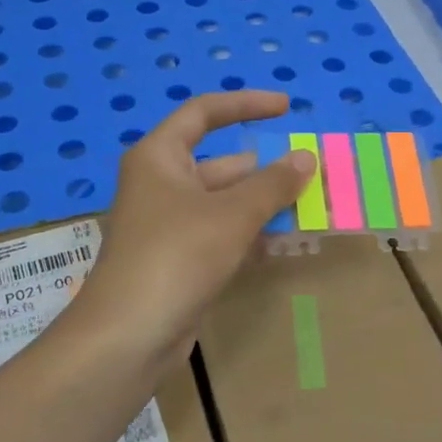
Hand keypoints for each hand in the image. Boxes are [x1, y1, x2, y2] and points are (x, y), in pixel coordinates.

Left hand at [75, 91, 314, 357]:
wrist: (129, 336)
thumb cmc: (177, 256)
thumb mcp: (232, 214)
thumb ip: (273, 183)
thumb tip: (306, 157)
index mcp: (160, 157)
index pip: (204, 113)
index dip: (246, 104)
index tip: (287, 108)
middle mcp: (161, 184)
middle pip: (221, 164)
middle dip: (267, 169)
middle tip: (313, 173)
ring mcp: (169, 225)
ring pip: (225, 203)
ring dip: (264, 205)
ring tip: (312, 207)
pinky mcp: (178, 260)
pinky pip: (221, 234)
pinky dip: (251, 235)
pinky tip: (286, 243)